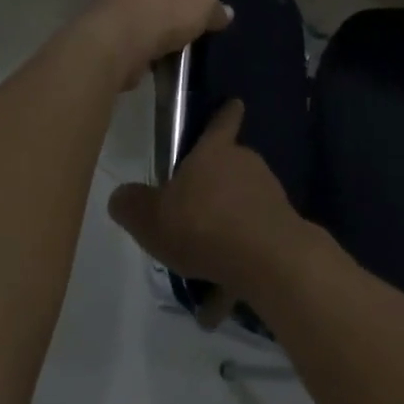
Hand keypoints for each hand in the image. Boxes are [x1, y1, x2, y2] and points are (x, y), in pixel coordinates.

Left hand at [78, 0, 230, 88]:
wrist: (114, 49)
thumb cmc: (160, 9)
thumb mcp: (201, 1)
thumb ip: (214, 5)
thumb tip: (224, 12)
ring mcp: (124, 10)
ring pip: (153, 7)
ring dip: (169, 17)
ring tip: (196, 27)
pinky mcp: (120, 42)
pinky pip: (148, 40)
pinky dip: (162, 46)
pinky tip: (181, 55)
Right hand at [108, 101, 315, 325]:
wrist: (268, 259)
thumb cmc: (204, 226)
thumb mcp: (151, 218)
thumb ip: (131, 205)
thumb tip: (121, 196)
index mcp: (215, 152)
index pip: (220, 122)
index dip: (225, 114)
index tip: (234, 104)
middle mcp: (246, 163)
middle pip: (229, 167)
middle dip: (213, 189)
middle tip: (190, 217)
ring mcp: (269, 193)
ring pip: (240, 208)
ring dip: (224, 230)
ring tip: (201, 270)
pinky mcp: (282, 225)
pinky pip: (251, 242)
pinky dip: (236, 263)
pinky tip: (219, 300)